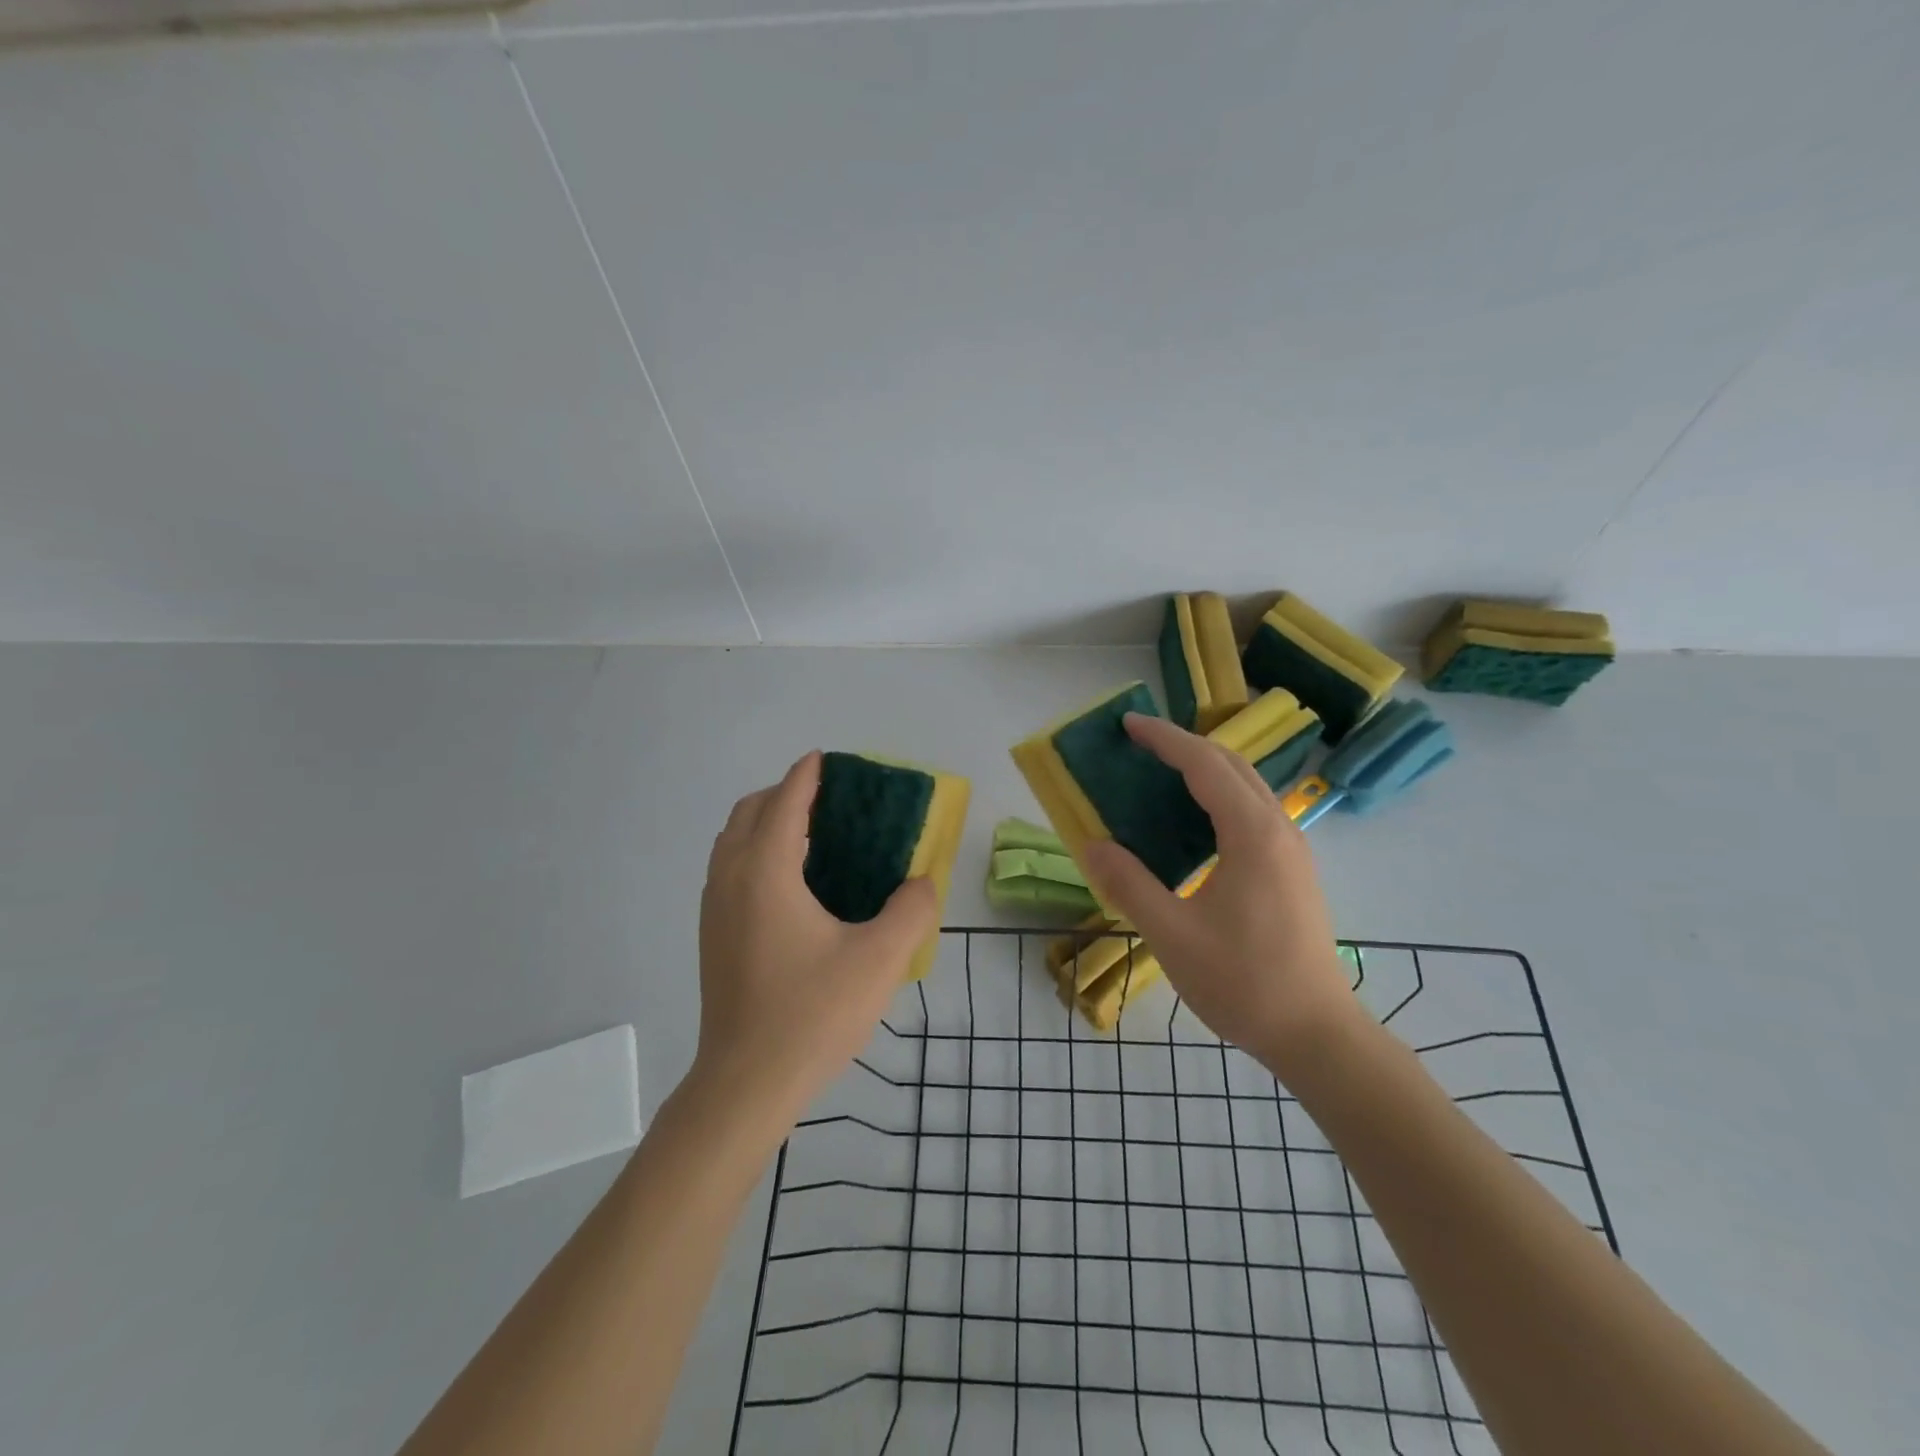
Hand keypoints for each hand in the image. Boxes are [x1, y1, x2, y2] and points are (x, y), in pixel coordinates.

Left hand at [696, 751, 937, 1121]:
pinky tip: (791, 885)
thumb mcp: (880, 960)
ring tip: (812, 837)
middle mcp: (731, 879)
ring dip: (766, 823)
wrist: (746, 1084)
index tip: (827, 759)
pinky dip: (755, 852)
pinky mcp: (711, 936)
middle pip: (749, 812)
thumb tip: (922, 884)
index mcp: (766, 872)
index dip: (807, 776)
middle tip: (828, 802)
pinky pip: (729, 869)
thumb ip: (912, 910)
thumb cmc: (812, 1014)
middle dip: (784, 794)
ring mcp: (714, 909)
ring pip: (732, 841)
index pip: (785, 802)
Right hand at [1080, 713, 1360, 1074]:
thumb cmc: (1244, 983)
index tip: (1128, 723)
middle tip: (1139, 742)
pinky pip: (1254, 810)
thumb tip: (1091, 845)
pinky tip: (1194, 820)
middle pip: (1231, 765)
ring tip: (1160, 771)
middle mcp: (1279, 829)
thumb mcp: (1172, 935)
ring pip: (1248, 786)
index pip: (1205, 765)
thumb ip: (1129, 884)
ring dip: (1205, 768)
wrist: (1316, 1034)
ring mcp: (1292, 849)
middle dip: (1184, 744)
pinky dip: (1219, 795)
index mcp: (1252, 835)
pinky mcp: (1293, 869)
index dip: (1164, 739)